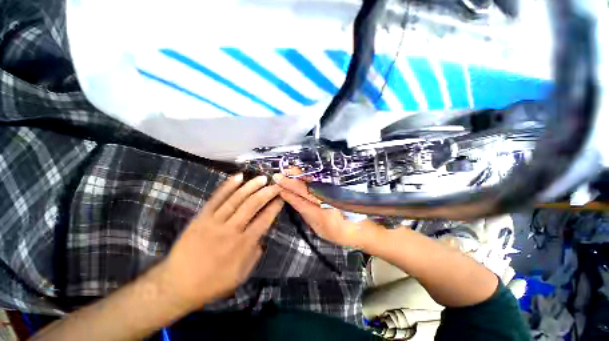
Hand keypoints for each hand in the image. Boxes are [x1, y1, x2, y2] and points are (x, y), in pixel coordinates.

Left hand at [159, 174, 282, 310]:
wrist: (176, 285)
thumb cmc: (212, 283)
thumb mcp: (240, 276)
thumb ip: (255, 255)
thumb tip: (262, 238)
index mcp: (243, 245)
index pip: (264, 219)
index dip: (275, 206)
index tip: (281, 197)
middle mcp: (232, 230)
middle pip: (253, 205)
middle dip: (267, 192)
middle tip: (276, 185)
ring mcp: (215, 222)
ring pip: (237, 199)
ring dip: (251, 186)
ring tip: (262, 178)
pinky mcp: (201, 217)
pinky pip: (216, 198)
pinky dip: (227, 186)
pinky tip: (238, 177)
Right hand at [274, 174, 378, 247]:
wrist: (361, 229)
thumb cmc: (339, 233)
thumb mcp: (320, 229)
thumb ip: (307, 215)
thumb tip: (295, 201)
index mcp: (321, 216)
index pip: (300, 202)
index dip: (289, 194)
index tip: (278, 186)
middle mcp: (327, 203)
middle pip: (306, 190)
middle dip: (291, 182)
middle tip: (279, 175)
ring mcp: (334, 195)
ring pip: (314, 183)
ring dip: (300, 176)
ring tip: (289, 170)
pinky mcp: (338, 190)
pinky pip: (322, 181)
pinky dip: (311, 176)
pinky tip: (304, 172)